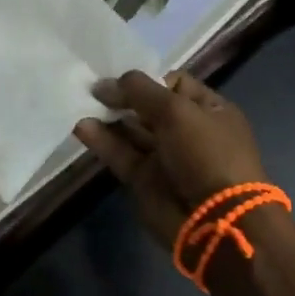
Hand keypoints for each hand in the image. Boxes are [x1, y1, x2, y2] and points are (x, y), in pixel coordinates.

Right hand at [74, 71, 268, 247]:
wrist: (215, 219)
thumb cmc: (205, 153)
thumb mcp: (177, 110)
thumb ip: (140, 91)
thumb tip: (105, 84)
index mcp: (208, 110)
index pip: (174, 84)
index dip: (146, 78)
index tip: (117, 75)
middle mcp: (187, 130)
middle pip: (148, 107)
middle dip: (121, 96)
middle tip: (90, 87)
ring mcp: (166, 156)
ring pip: (131, 131)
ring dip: (108, 117)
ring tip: (80, 102)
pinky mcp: (144, 180)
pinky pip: (120, 154)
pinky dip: (101, 141)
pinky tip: (82, 127)